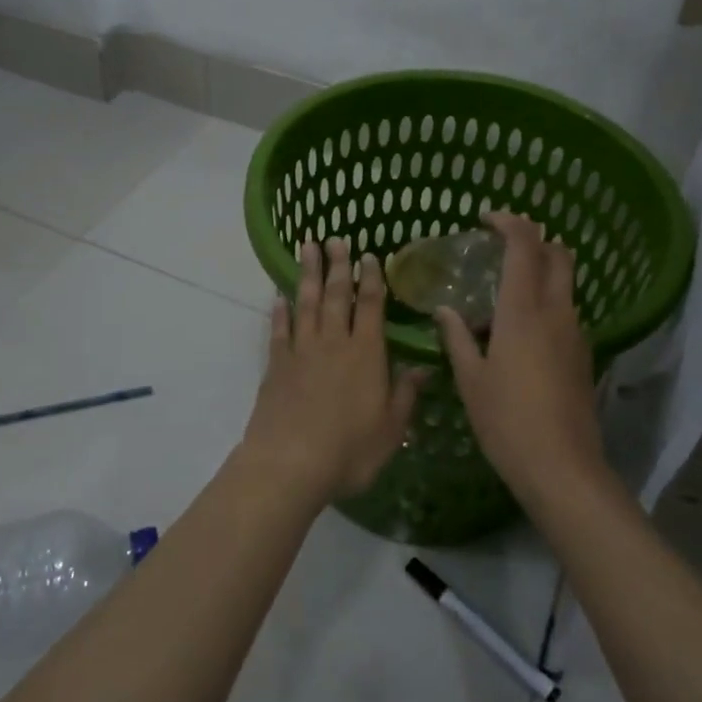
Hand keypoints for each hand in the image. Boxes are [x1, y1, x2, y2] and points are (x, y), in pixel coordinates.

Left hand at [241, 238, 424, 507]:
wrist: (290, 463)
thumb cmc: (349, 450)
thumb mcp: (390, 429)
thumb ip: (406, 395)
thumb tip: (424, 367)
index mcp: (366, 354)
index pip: (371, 306)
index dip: (372, 279)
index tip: (369, 255)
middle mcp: (334, 342)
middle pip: (337, 295)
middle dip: (338, 265)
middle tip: (335, 238)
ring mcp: (302, 350)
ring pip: (307, 303)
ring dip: (308, 274)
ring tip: (307, 247)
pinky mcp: (276, 365)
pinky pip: (279, 330)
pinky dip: (279, 311)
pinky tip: (279, 297)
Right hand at [435, 213, 605, 508]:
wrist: (563, 469)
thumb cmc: (507, 421)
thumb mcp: (471, 379)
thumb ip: (457, 338)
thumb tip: (446, 311)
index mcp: (524, 310)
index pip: (525, 245)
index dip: (509, 222)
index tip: (486, 219)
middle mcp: (556, 312)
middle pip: (559, 254)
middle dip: (534, 239)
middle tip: (501, 247)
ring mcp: (576, 334)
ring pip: (565, 284)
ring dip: (540, 274)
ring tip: (501, 297)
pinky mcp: (583, 356)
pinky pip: (565, 313)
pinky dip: (545, 304)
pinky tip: (518, 335)